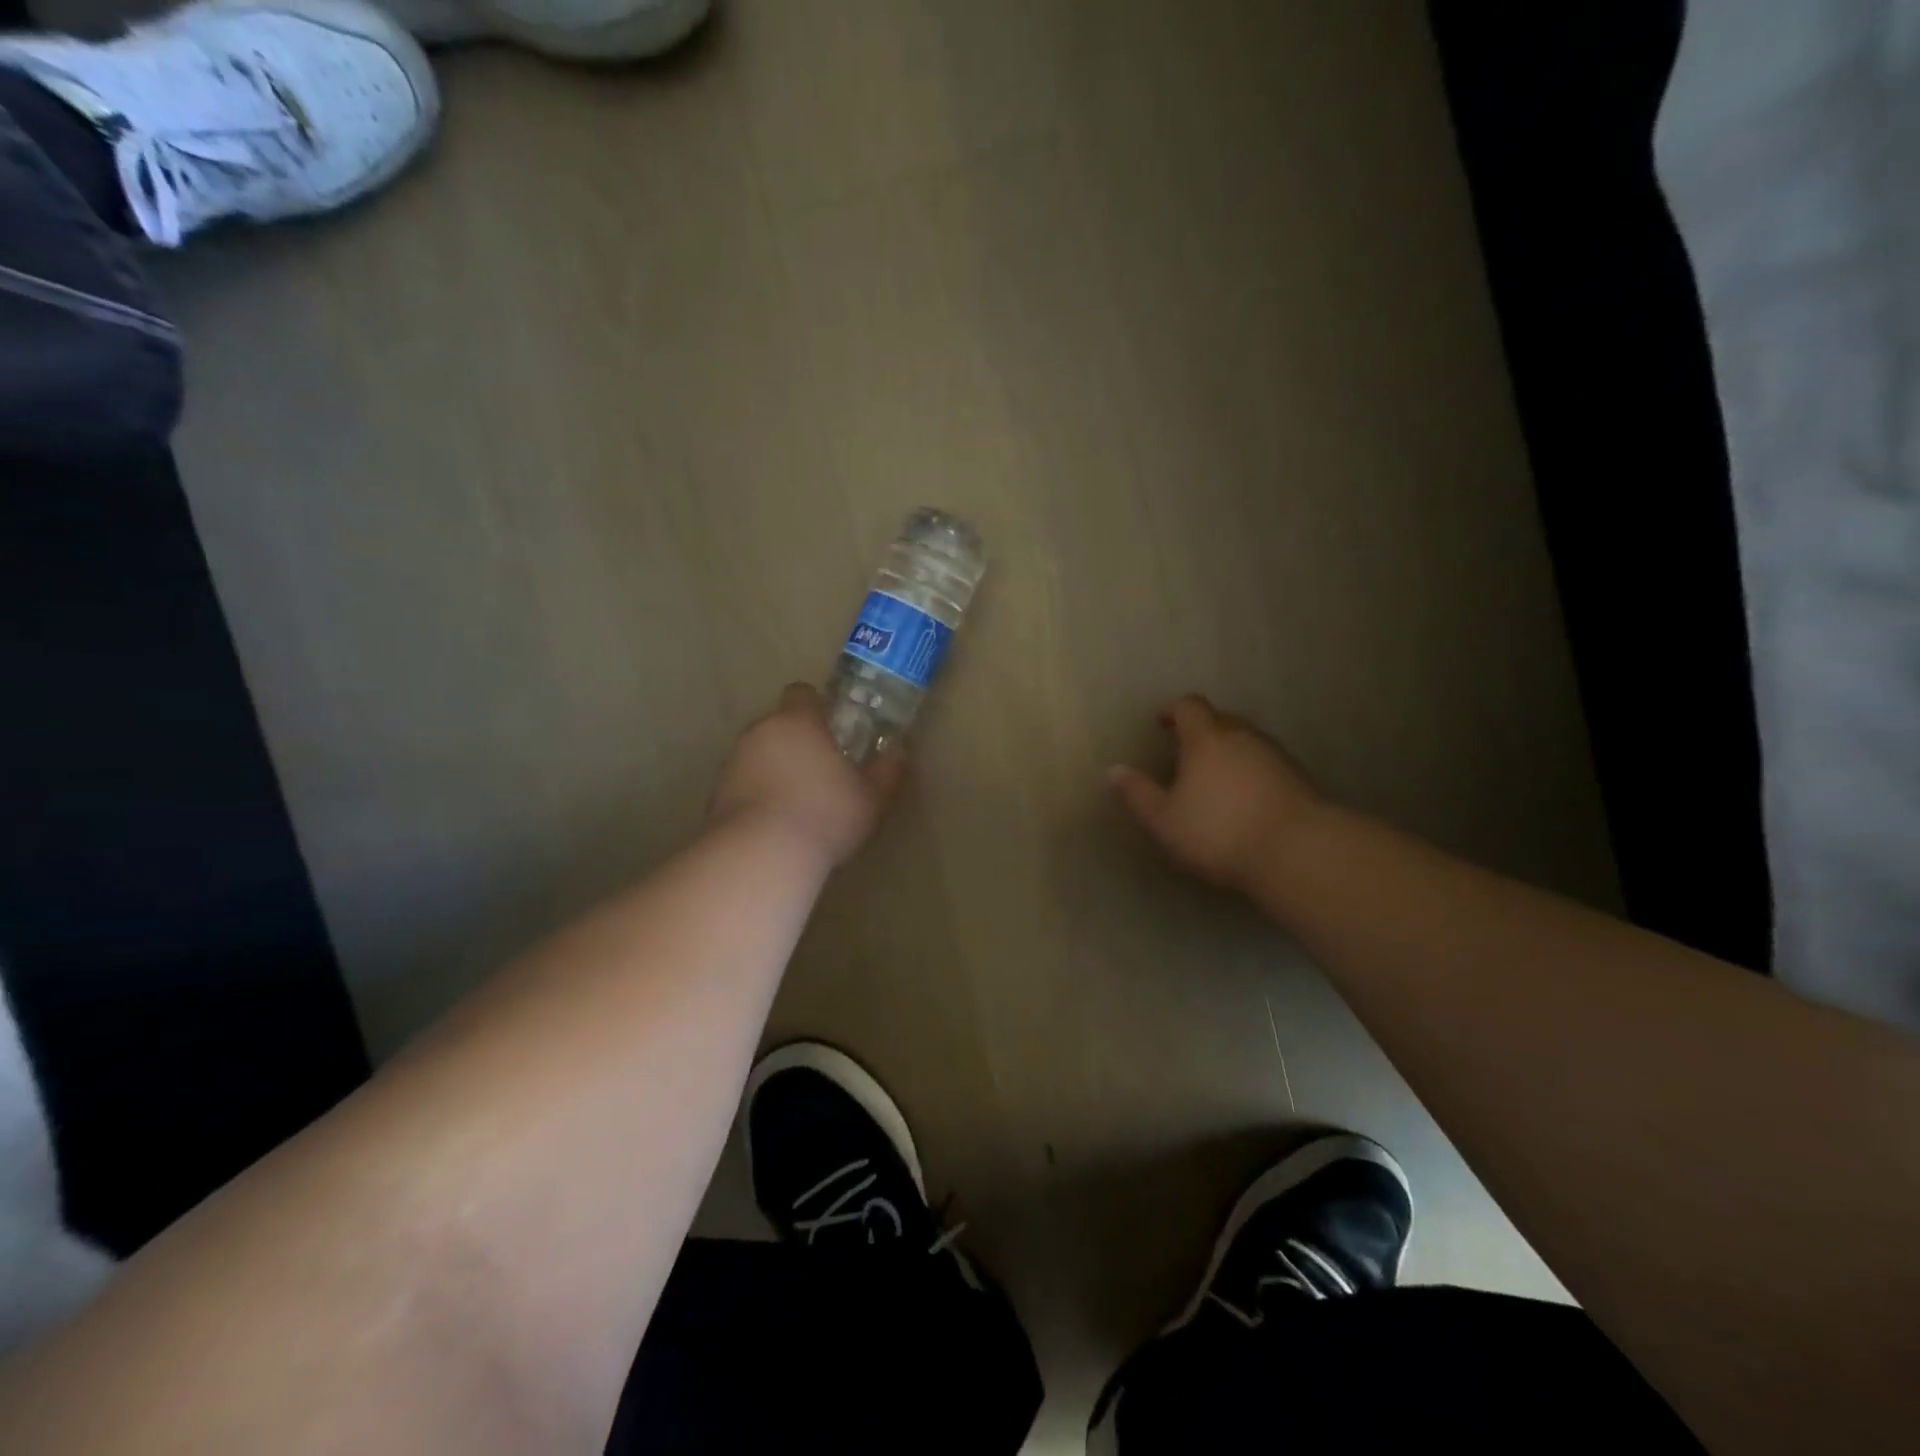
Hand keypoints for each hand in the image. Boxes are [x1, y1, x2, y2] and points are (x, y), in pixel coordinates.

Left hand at [709, 684, 905, 867]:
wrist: (760, 855)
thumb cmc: (825, 814)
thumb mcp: (870, 797)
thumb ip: (886, 772)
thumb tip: (899, 752)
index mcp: (798, 722)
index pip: (802, 694)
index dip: (817, 707)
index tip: (833, 729)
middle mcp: (760, 733)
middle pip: (779, 725)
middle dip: (797, 742)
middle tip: (821, 771)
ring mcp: (733, 763)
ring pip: (758, 755)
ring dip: (775, 770)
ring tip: (798, 803)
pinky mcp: (716, 796)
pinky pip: (743, 785)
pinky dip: (757, 796)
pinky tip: (775, 825)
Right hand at [1109, 695, 1328, 892]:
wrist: (1298, 851)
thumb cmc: (1219, 830)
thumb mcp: (1165, 819)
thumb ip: (1138, 793)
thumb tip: (1113, 770)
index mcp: (1207, 738)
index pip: (1189, 706)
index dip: (1172, 711)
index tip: (1161, 724)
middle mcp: (1242, 736)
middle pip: (1220, 719)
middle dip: (1200, 730)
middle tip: (1184, 753)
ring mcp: (1275, 755)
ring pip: (1245, 740)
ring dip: (1227, 751)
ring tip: (1213, 778)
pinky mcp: (1298, 777)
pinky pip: (1265, 762)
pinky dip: (1249, 770)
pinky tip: (1243, 798)